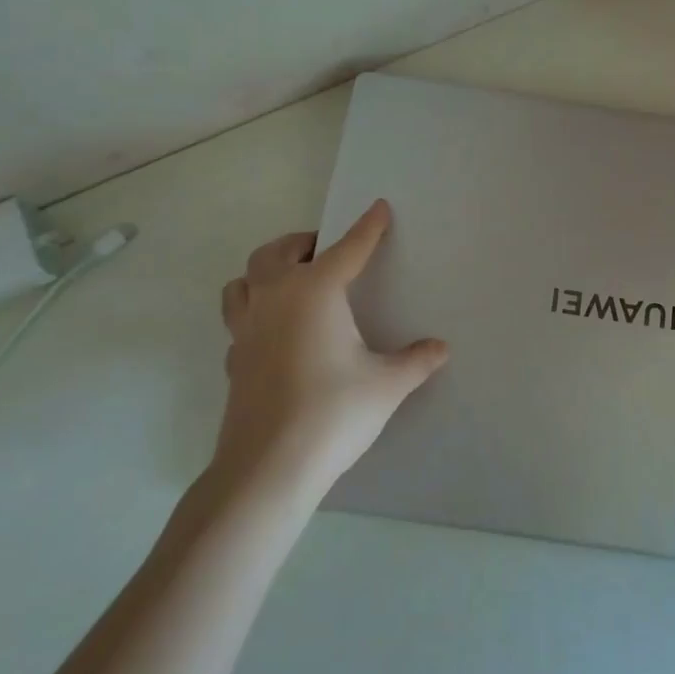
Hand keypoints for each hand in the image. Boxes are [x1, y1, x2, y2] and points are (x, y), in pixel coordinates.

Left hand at [215, 199, 447, 495]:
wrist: (270, 465)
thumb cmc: (334, 413)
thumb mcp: (387, 385)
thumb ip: (415, 361)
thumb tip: (440, 348)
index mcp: (315, 292)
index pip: (348, 248)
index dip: (367, 228)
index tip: (378, 208)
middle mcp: (275, 299)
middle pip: (277, 252)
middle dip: (302, 242)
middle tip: (324, 249)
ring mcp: (246, 329)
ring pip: (243, 281)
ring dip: (265, 271)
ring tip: (289, 281)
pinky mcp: (233, 359)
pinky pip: (238, 320)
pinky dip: (255, 313)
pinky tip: (274, 333)